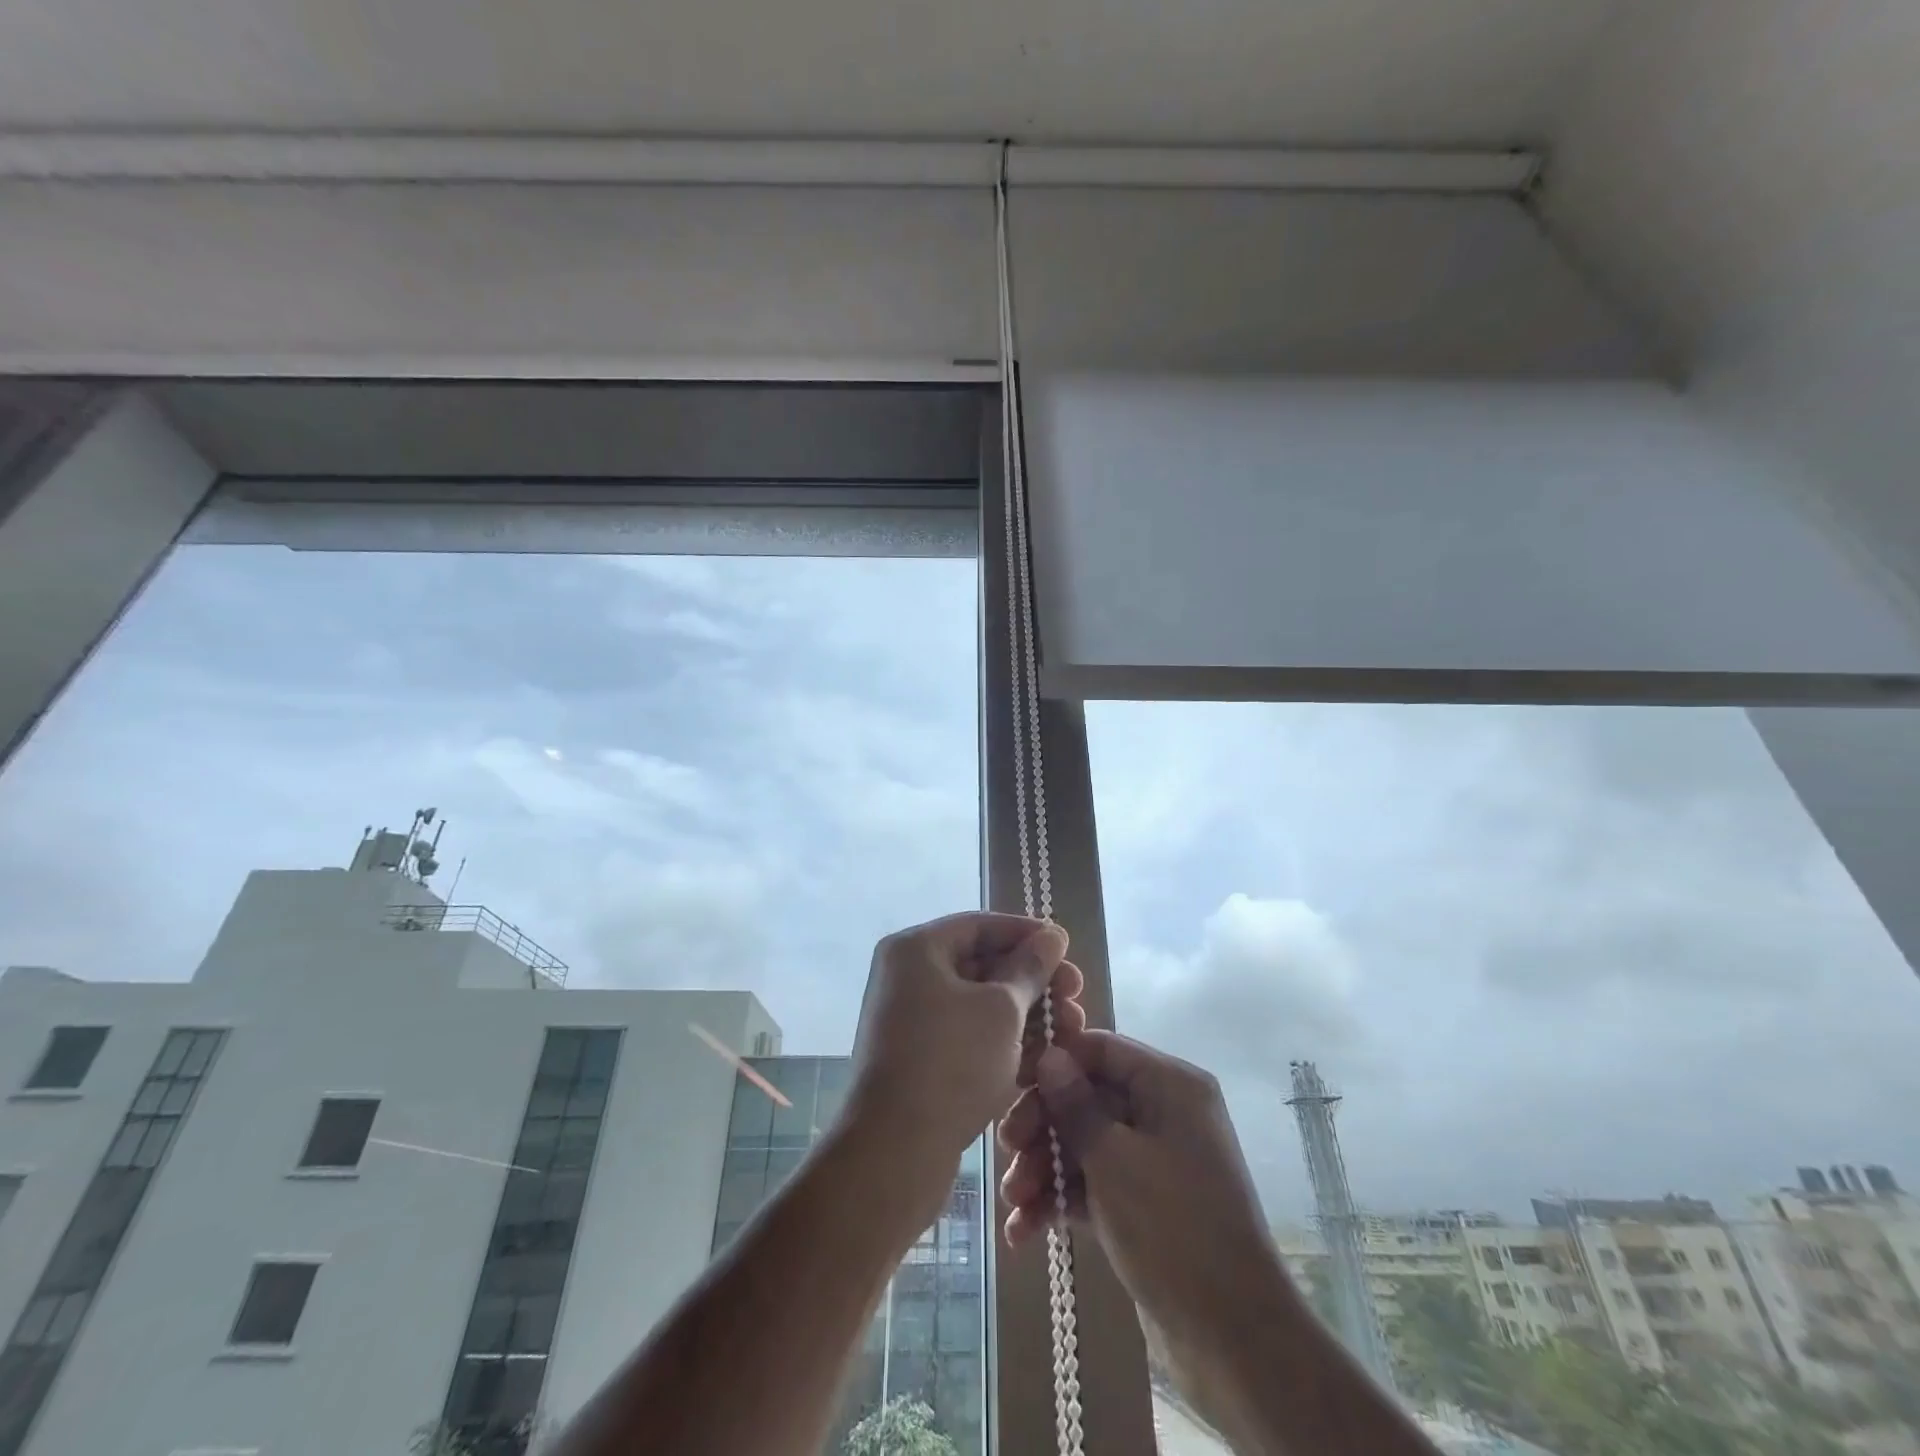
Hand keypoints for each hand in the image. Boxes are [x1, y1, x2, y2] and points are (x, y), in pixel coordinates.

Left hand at [843, 912, 1084, 1222]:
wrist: (894, 1153)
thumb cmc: (950, 1064)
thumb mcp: (1001, 1010)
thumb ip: (1030, 969)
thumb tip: (1052, 935)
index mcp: (916, 949)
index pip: (979, 925)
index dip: (1027, 933)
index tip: (1066, 947)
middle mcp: (908, 977)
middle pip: (981, 964)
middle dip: (1033, 980)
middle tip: (1076, 993)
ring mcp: (912, 1020)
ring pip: (979, 1005)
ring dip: (1026, 1014)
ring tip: (1072, 1028)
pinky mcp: (920, 1060)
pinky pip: (968, 1036)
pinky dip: (1003, 1042)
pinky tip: (1044, 1058)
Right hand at [998, 1030, 1283, 1351]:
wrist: (1234, 1343)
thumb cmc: (1173, 1229)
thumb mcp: (1114, 1160)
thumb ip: (1075, 1104)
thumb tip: (1050, 1054)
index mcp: (1170, 1086)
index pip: (1101, 1050)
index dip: (1055, 1062)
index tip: (1012, 1084)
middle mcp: (1164, 1114)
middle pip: (1088, 1098)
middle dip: (1043, 1125)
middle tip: (1006, 1150)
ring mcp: (1154, 1162)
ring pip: (1086, 1144)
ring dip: (1045, 1169)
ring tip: (1012, 1203)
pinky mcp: (1144, 1206)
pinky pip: (1095, 1185)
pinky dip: (1063, 1201)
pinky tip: (1024, 1230)